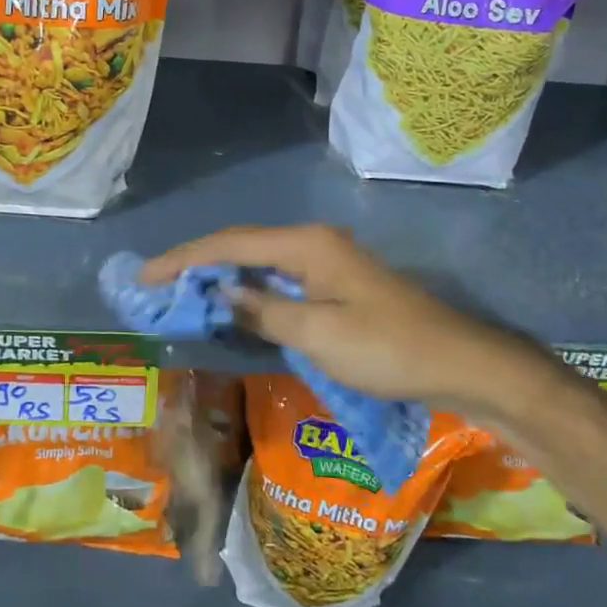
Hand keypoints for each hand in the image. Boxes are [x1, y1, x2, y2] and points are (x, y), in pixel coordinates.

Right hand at [141, 224, 558, 422]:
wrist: (460, 362)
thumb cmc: (387, 349)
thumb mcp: (318, 336)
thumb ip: (264, 311)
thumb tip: (223, 292)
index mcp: (306, 245)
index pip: (230, 245)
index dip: (184, 258)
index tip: (145, 276)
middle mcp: (314, 243)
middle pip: (242, 246)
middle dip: (197, 263)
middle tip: (156, 285)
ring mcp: (328, 262)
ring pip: (260, 262)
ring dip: (222, 276)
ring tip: (182, 293)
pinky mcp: (337, 284)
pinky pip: (280, 280)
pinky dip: (250, 291)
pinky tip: (234, 306)